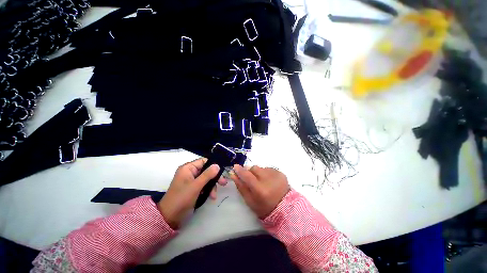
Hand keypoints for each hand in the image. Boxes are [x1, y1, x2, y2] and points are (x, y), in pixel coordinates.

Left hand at [158, 158, 226, 228]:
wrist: (169, 218)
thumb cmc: (181, 199)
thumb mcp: (196, 186)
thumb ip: (207, 175)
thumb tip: (218, 165)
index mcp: (188, 168)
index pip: (204, 161)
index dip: (213, 165)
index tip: (222, 171)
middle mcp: (190, 172)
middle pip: (207, 170)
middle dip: (215, 177)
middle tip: (223, 183)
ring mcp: (192, 181)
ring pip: (207, 179)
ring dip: (212, 186)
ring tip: (214, 195)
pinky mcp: (193, 189)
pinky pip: (204, 186)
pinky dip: (208, 190)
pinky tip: (211, 197)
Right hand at [231, 165, 289, 218]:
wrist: (284, 208)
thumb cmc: (264, 207)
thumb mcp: (249, 201)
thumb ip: (241, 187)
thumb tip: (233, 174)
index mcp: (259, 189)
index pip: (247, 175)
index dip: (240, 170)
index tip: (235, 167)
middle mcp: (268, 179)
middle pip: (254, 168)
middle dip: (250, 172)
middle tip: (252, 179)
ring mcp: (275, 175)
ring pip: (261, 168)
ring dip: (259, 173)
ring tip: (263, 182)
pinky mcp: (281, 173)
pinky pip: (269, 169)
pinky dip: (266, 173)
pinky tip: (269, 181)